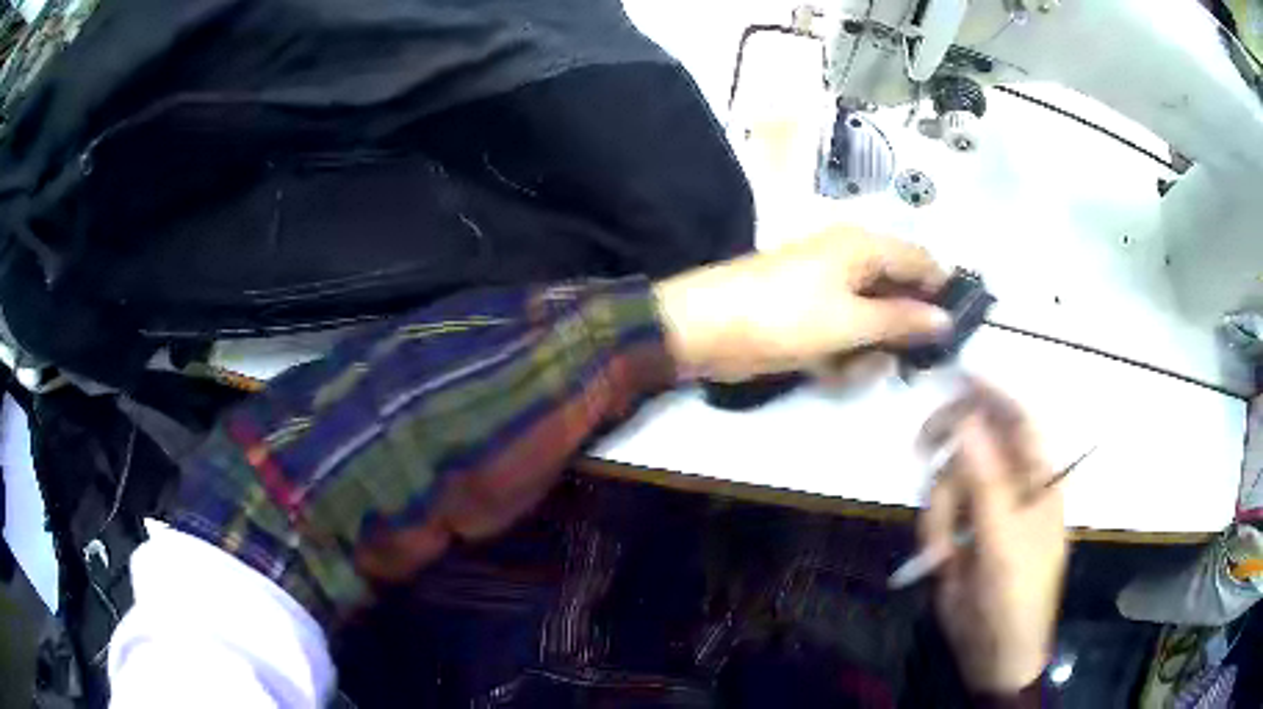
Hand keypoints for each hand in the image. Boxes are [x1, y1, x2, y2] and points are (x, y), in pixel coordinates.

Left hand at [653, 227, 950, 380]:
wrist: (706, 328)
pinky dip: (843, 356)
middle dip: (902, 331)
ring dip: (869, 350)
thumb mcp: (851, 321)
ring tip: (852, 367)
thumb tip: (946, 318)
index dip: (942, 291)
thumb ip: (902, 321)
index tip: (957, 330)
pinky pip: (845, 333)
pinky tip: (830, 371)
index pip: (921, 260)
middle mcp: (850, 259)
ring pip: (873, 320)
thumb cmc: (785, 316)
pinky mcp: (810, 313)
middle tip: (903, 362)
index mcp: (863, 246)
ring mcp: (829, 287)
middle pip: (898, 292)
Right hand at [918, 384, 1066, 693]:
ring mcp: (987, 506)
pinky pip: (938, 509)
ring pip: (950, 477)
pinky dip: (933, 529)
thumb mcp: (1004, 544)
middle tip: (920, 447)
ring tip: (945, 553)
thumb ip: (987, 483)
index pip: (1020, 418)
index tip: (955, 374)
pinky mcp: (963, 529)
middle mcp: (1014, 483)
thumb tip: (969, 421)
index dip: (992, 390)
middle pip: (978, 440)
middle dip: (950, 450)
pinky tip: (940, 559)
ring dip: (940, 510)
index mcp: (1039, 479)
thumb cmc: (1015, 600)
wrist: (994, 654)